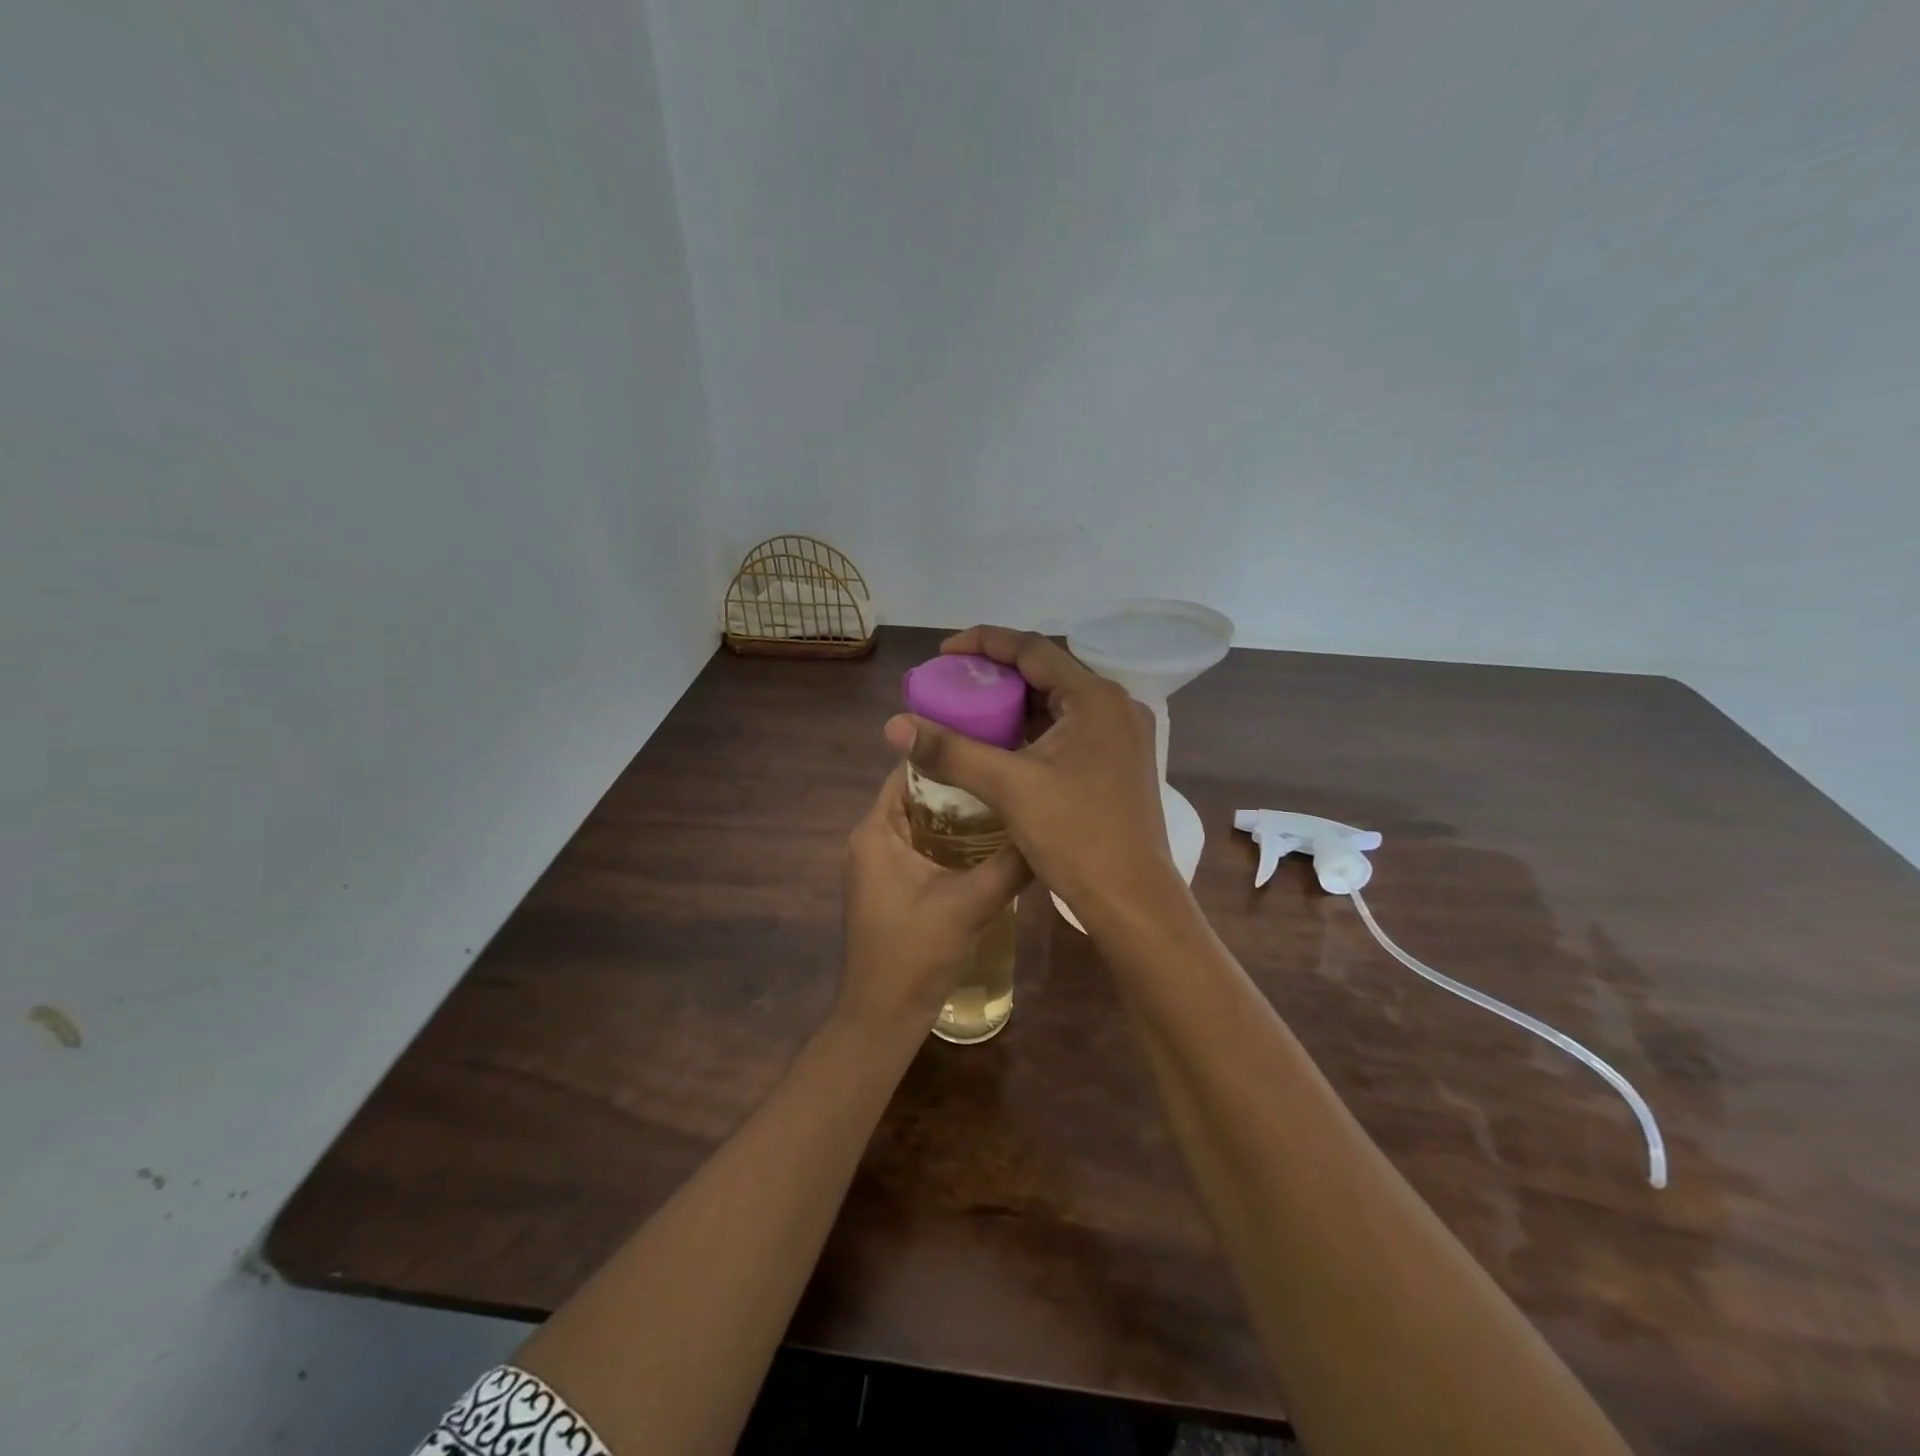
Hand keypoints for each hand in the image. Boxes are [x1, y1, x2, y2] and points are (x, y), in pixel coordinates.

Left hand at [839, 762, 1030, 1032]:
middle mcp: (872, 839)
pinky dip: (953, 839)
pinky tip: (993, 841)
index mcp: (876, 831)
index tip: (993, 744)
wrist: (884, 1016)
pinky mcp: (893, 884)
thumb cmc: (915, 954)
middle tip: (1010, 772)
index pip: (908, 771)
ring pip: (923, 821)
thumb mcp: (970, 904)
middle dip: (961, 784)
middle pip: (918, 794)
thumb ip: (1010, 864)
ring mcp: (880, 863)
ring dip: (960, 813)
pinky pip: (923, 845)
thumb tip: (1048, 828)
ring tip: (1009, 799)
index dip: (947, 755)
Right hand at [882, 626, 1179, 930]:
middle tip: (954, 683)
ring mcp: (1123, 736)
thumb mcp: (1009, 788)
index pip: (1033, 649)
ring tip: (972, 710)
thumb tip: (894, 724)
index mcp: (1096, 699)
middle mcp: (1116, 707)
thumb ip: (951, 751)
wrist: (1133, 901)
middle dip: (998, 674)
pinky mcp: (1119, 763)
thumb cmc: (1076, 837)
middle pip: (1048, 673)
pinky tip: (1005, 744)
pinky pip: (1070, 729)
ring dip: (1017, 703)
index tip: (944, 652)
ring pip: (1059, 703)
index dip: (984, 642)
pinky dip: (1035, 729)